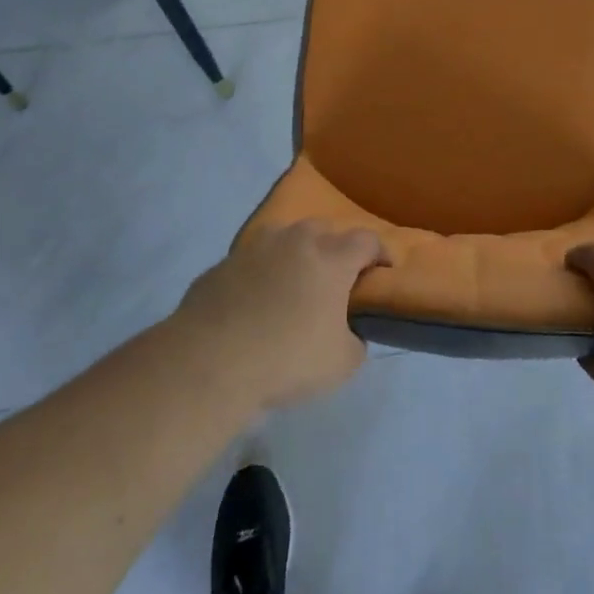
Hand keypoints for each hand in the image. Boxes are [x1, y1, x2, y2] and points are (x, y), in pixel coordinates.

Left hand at [177, 219, 386, 409]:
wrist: (210, 363)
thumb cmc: (287, 359)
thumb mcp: (342, 363)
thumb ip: (355, 339)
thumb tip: (348, 330)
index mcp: (331, 259)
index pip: (366, 240)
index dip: (379, 253)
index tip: (384, 269)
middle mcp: (295, 242)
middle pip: (323, 230)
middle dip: (333, 248)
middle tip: (333, 279)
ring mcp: (253, 249)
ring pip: (282, 239)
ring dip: (293, 255)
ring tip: (291, 285)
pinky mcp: (220, 266)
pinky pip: (249, 264)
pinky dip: (257, 276)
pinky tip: (252, 304)